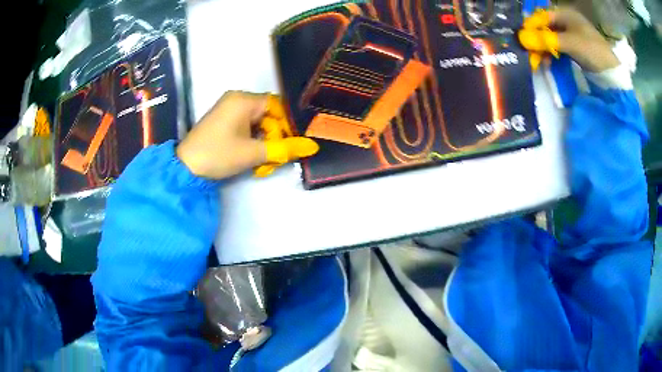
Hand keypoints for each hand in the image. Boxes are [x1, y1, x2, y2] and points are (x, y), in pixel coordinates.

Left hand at [176, 91, 318, 179]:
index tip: (290, 145)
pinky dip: (252, 141)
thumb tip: (312, 147)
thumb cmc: (218, 154)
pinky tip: (253, 158)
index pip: (277, 106)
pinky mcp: (223, 120)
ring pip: (258, 123)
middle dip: (274, 138)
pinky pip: (246, 127)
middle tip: (276, 159)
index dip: (287, 126)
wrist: (185, 167)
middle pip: (268, 115)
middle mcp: (237, 99)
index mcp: (244, 100)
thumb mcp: (253, 153)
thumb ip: (284, 148)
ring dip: (264, 143)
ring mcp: (229, 109)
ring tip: (264, 163)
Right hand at [519, 7, 619, 71]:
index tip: (523, 39)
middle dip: (537, 40)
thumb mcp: (570, 43)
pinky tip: (548, 62)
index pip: (542, 17)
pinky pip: (558, 48)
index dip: (532, 27)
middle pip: (546, 28)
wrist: (613, 72)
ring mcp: (571, 35)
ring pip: (551, 39)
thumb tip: (522, 38)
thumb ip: (547, 40)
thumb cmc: (593, 51)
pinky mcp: (575, 48)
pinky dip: (552, 54)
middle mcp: (566, 22)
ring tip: (539, 61)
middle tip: (530, 54)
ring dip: (544, 49)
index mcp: (565, 14)